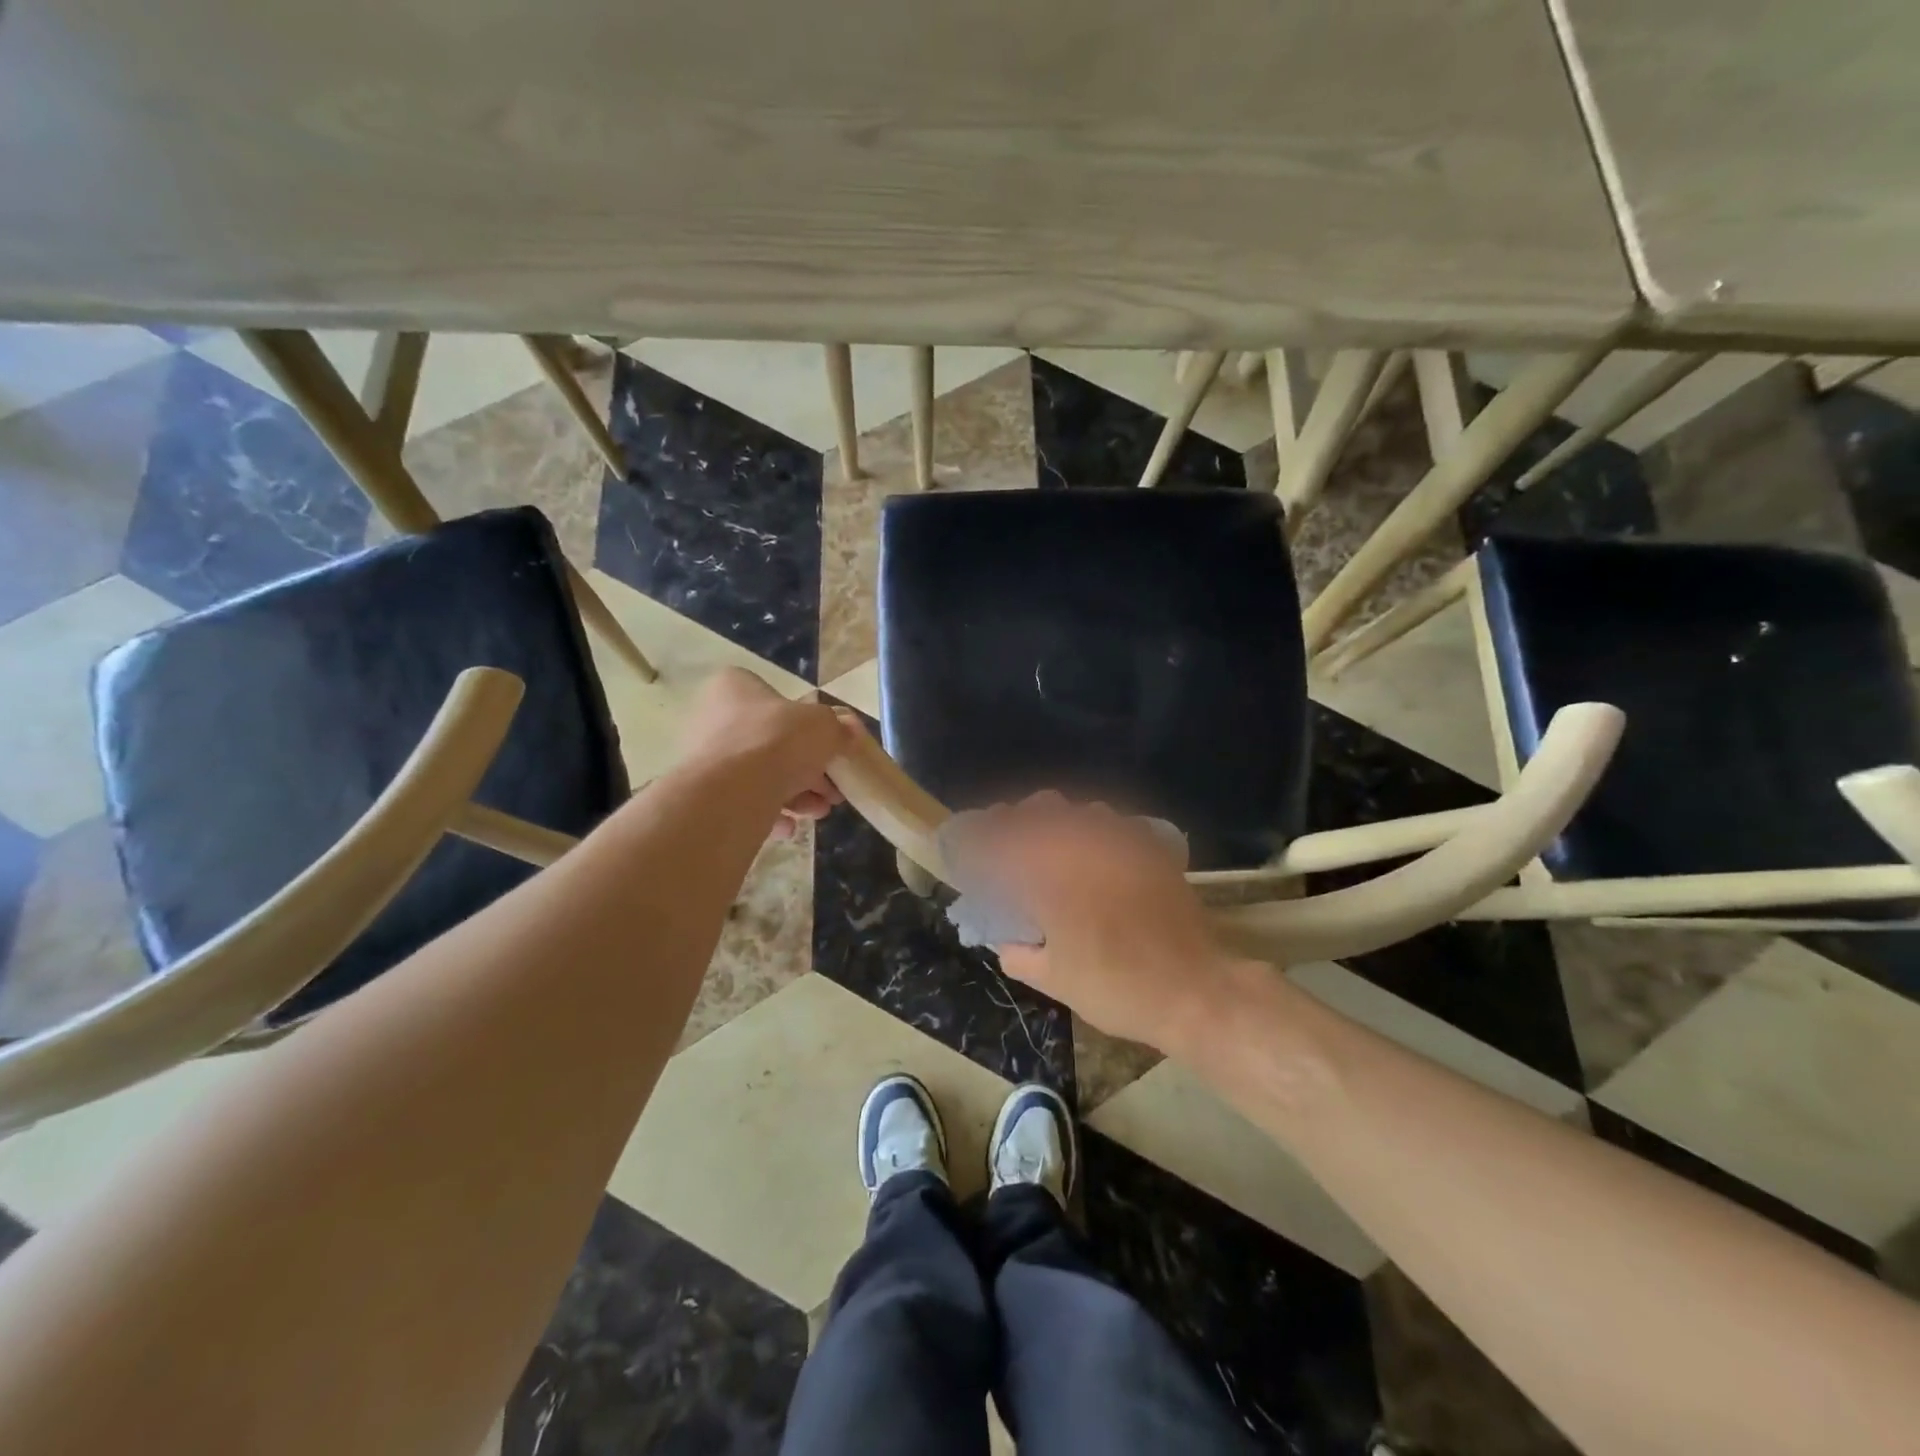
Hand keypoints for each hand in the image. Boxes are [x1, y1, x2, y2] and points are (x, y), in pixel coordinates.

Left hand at [681, 668, 853, 839]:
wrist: (731, 794)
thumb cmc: (776, 742)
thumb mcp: (823, 726)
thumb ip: (838, 728)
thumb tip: (848, 734)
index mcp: (736, 688)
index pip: (777, 701)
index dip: (808, 726)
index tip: (830, 748)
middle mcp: (715, 719)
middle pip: (773, 743)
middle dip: (809, 770)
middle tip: (833, 789)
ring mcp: (708, 759)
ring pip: (762, 775)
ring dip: (798, 794)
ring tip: (820, 810)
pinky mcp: (707, 795)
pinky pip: (746, 800)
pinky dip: (771, 812)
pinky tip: (791, 826)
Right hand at [977, 793, 1241, 1054]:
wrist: (1193, 990)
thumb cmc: (1116, 988)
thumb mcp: (1055, 981)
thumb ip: (1020, 955)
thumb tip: (1006, 942)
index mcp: (1049, 875)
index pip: (1001, 839)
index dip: (980, 838)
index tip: (972, 849)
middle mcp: (1082, 845)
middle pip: (1039, 808)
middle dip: (1018, 820)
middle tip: (1012, 846)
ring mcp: (1121, 840)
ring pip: (1080, 809)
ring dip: (1060, 822)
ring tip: (1057, 848)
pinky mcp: (1152, 847)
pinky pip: (1117, 823)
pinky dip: (1099, 832)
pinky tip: (1101, 855)